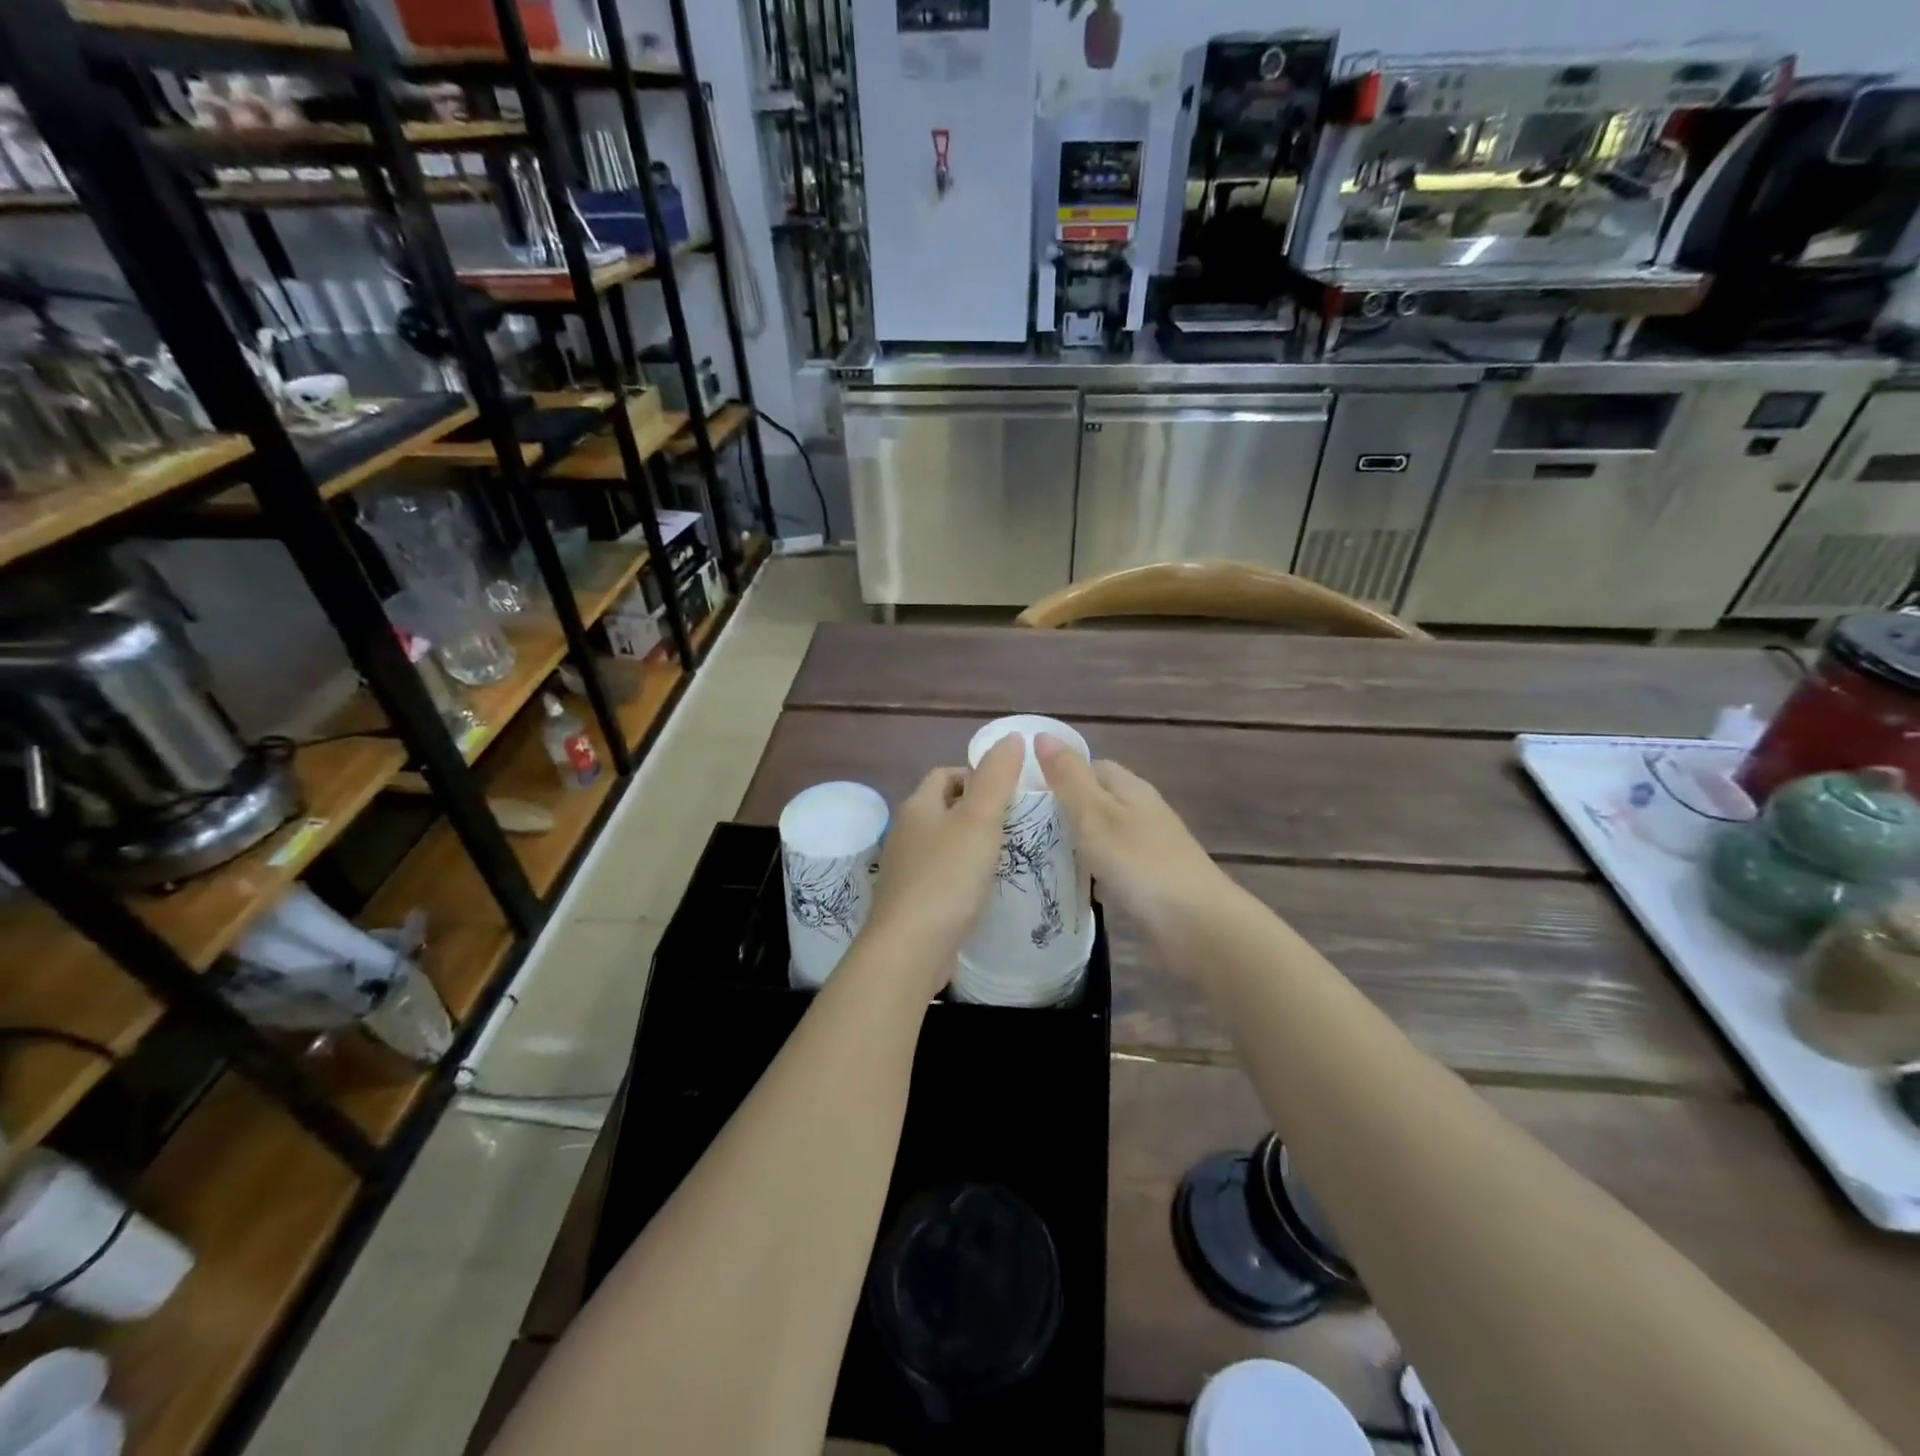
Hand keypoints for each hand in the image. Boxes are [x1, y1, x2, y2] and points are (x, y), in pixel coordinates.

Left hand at [862, 735, 1024, 992]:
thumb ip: (996, 777)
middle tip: (1014, 823)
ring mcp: (905, 868)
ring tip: (1006, 855)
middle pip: (943, 808)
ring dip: (970, 843)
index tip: (1009, 793)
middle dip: (976, 810)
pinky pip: (941, 874)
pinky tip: (983, 889)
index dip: (976, 775)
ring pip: (943, 843)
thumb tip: (1011, 737)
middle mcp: (906, 832)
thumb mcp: (979, 819)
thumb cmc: (948, 876)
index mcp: (918, 806)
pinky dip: (962, 874)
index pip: (946, 774)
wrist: (911, 947)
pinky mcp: (912, 900)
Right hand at [1035, 735, 1230, 952]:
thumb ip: (1068, 777)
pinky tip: (1075, 889)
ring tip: (1038, 858)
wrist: (1197, 924)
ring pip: (1105, 836)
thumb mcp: (1094, 814)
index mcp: (1130, 788)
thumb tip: (1043, 735)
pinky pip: (1114, 867)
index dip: (1059, 774)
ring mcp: (1151, 848)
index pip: (1091, 766)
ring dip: (1078, 844)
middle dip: (1065, 811)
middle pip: (1098, 801)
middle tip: (1025, 829)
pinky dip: (1093, 873)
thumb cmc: (1139, 863)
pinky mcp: (1152, 882)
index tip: (1026, 794)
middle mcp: (1143, 812)